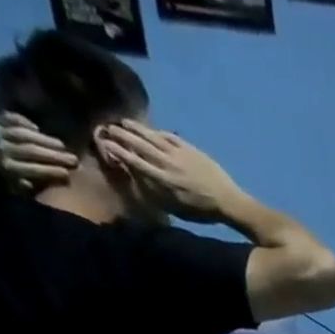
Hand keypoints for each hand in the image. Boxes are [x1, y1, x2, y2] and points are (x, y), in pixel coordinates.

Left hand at [0, 114, 76, 189]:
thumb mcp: (10, 189)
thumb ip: (27, 188)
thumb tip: (44, 186)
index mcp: (7, 168)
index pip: (33, 169)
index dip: (51, 171)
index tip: (68, 174)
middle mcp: (2, 149)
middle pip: (31, 150)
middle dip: (54, 155)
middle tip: (74, 160)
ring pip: (23, 134)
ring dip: (44, 139)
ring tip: (62, 146)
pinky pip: (9, 118)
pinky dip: (23, 121)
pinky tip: (36, 128)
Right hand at [96, 120, 242, 222]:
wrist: (228, 201)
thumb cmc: (203, 211)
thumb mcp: (177, 209)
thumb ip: (156, 193)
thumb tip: (138, 179)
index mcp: (163, 180)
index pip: (135, 161)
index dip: (119, 151)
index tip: (106, 143)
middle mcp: (167, 163)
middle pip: (139, 144)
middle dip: (121, 134)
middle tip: (108, 127)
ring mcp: (178, 153)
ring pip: (152, 136)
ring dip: (136, 128)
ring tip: (123, 122)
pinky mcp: (189, 148)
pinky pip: (169, 136)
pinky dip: (157, 131)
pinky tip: (151, 129)